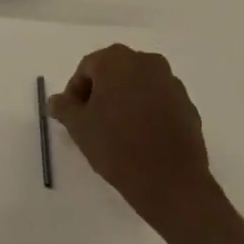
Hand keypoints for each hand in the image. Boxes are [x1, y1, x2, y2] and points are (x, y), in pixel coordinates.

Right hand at [50, 44, 217, 234]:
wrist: (171, 182)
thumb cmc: (117, 147)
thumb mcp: (79, 127)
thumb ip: (64, 107)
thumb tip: (56, 100)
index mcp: (116, 60)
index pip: (87, 68)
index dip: (76, 92)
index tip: (73, 116)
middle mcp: (146, 62)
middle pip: (114, 72)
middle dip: (101, 93)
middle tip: (92, 121)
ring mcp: (170, 82)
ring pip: (138, 85)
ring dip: (125, 101)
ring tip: (117, 131)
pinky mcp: (187, 104)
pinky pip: (159, 101)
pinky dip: (147, 112)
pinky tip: (141, 138)